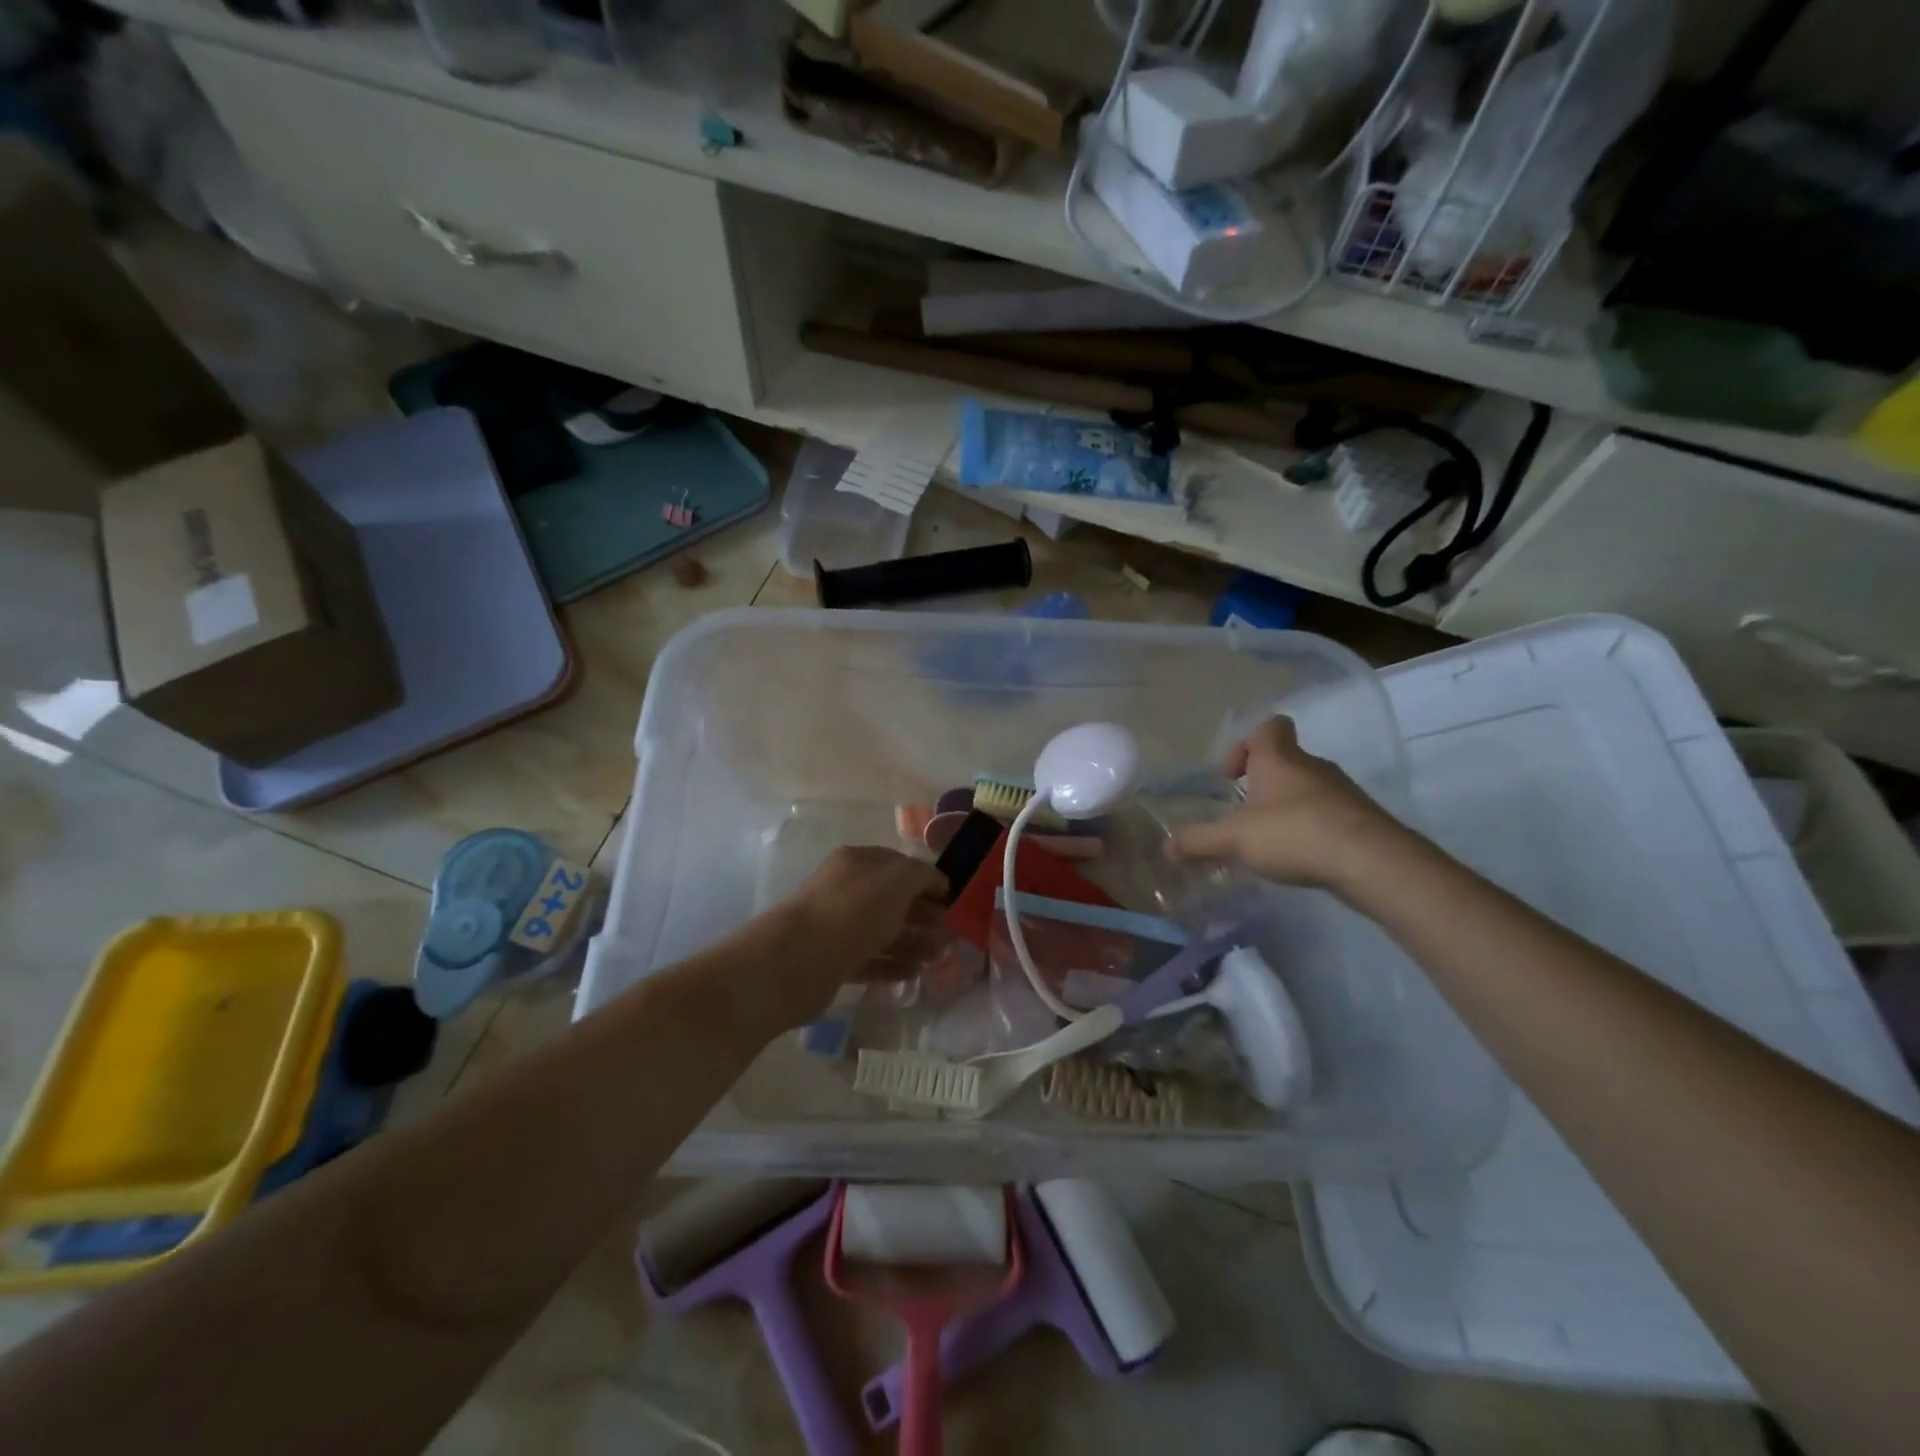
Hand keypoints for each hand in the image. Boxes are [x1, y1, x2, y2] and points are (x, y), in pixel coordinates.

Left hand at [769, 846, 949, 1022]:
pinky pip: (869, 960)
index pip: (900, 865)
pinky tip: (914, 974)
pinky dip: (892, 965)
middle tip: (951, 934)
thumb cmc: (853, 910)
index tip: (954, 901)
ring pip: (882, 931)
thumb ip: (922, 875)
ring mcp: (837, 926)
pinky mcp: (832, 961)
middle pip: (892, 900)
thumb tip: (937, 881)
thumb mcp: (898, 880)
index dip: (928, 880)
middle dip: (924, 914)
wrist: (798, 960)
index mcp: (858, 862)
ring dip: (913, 942)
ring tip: (939, 958)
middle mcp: (845, 889)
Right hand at [1167, 717, 1411, 891]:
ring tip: (1268, 841)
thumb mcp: (1234, 839)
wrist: (1373, 862)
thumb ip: (1198, 841)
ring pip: (1307, 789)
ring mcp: (1342, 792)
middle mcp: (1312, 767)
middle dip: (1261, 783)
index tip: (1230, 776)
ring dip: (1286, 808)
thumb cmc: (1295, 834)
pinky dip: (1310, 829)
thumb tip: (1166, 846)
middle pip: (1285, 760)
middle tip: (1242, 814)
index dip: (1245, 744)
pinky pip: (1327, 815)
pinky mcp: (1361, 820)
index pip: (1267, 727)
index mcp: (1279, 759)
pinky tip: (1299, 858)